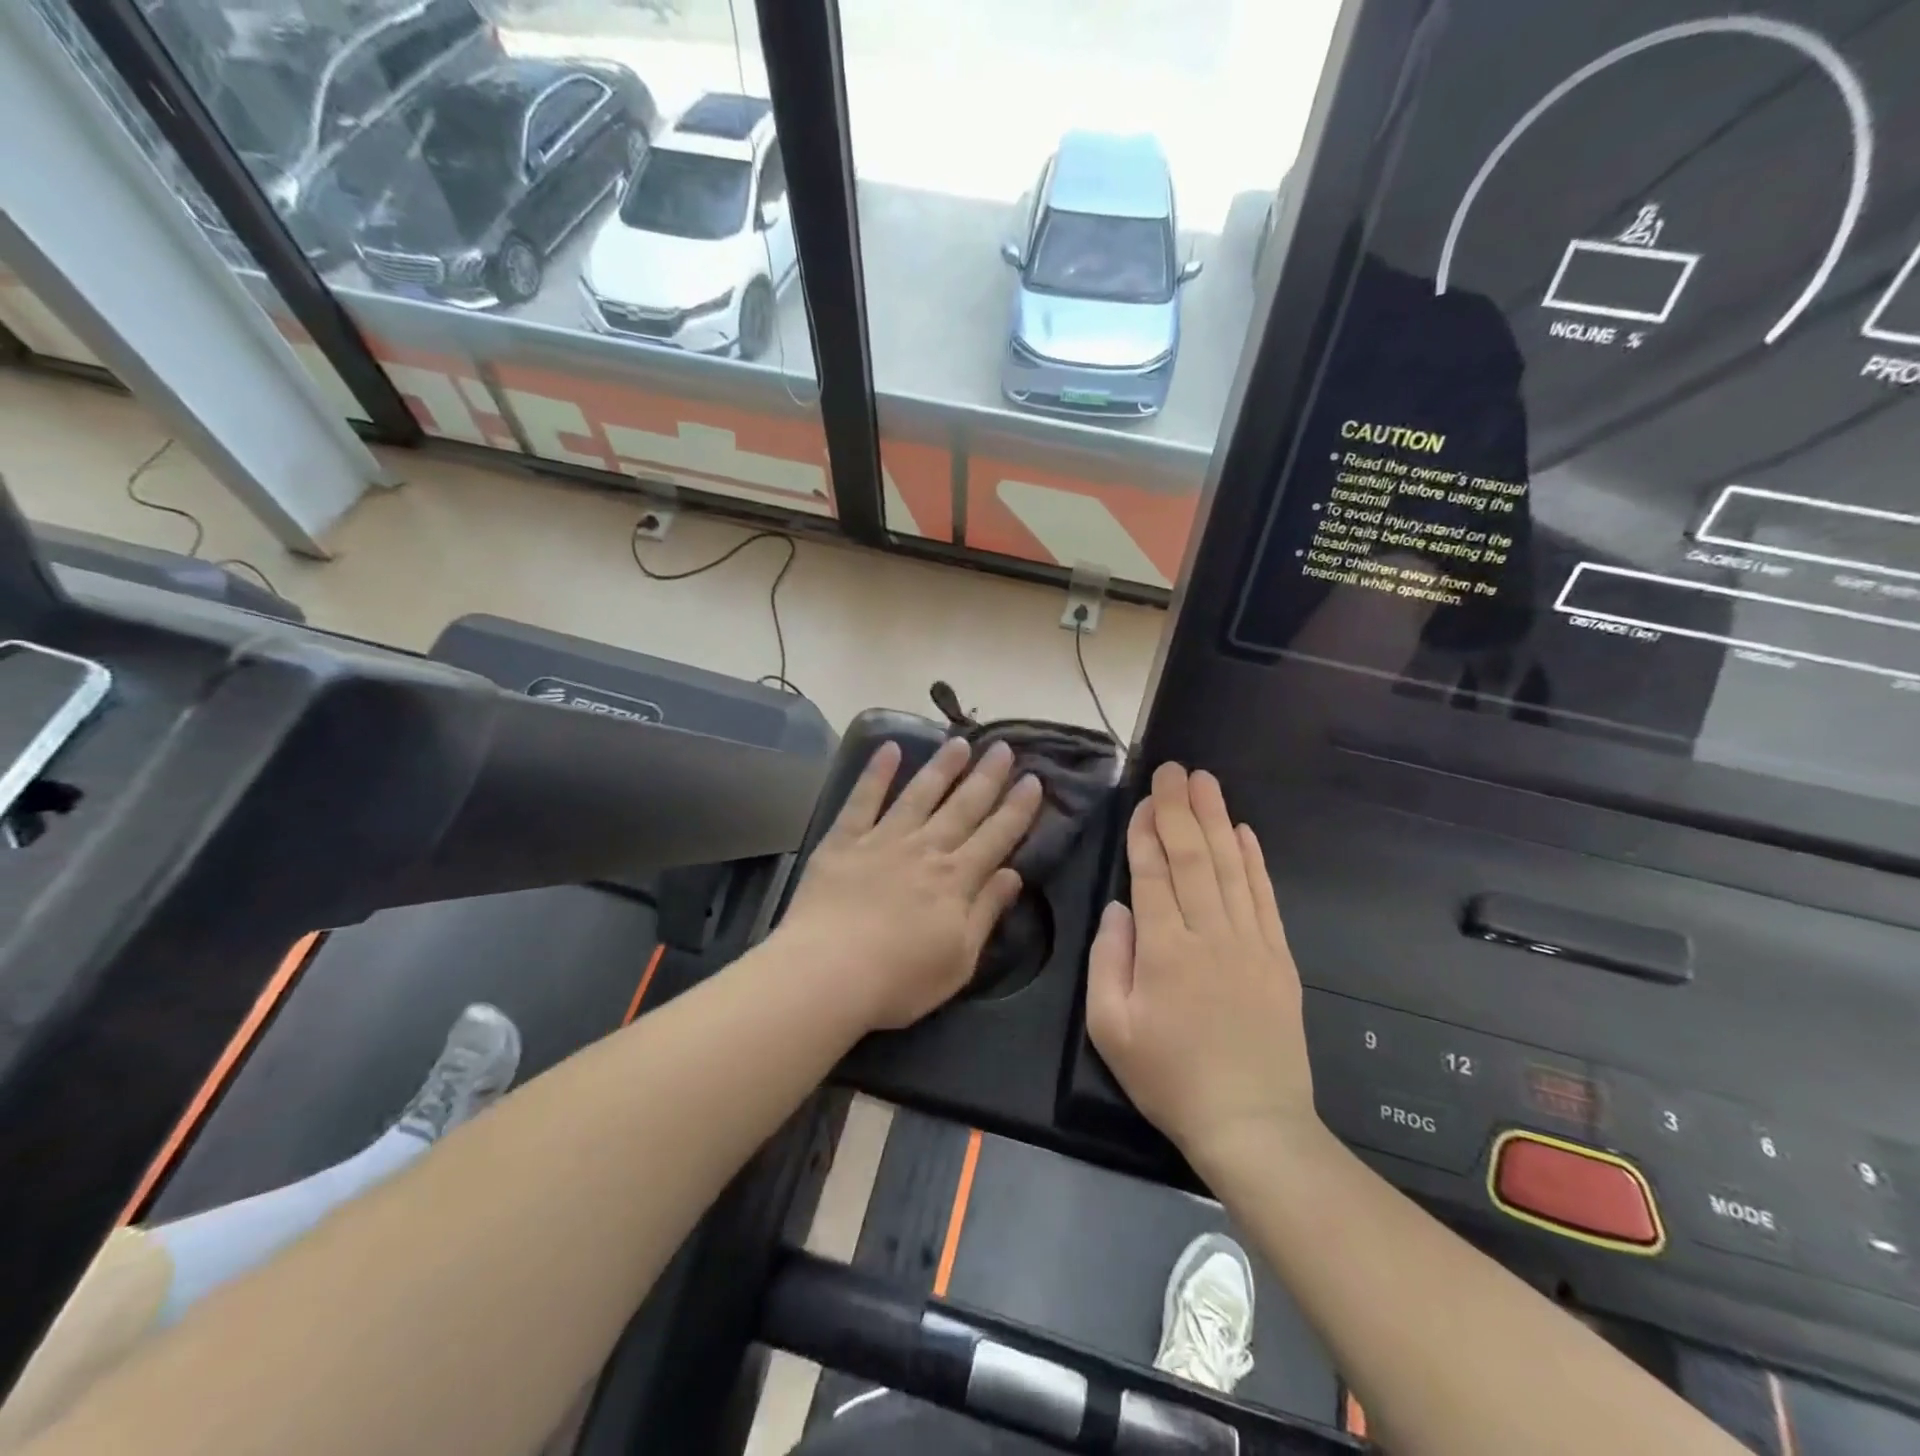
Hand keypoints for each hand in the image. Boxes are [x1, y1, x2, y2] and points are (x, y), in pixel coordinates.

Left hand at [781, 738, 1041, 1030]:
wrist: (828, 973)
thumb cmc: (899, 979)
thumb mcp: (960, 959)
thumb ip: (986, 912)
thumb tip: (1013, 874)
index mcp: (956, 880)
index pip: (996, 836)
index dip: (1017, 808)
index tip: (1033, 779)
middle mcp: (926, 849)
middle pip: (963, 807)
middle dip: (987, 777)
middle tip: (1003, 747)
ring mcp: (883, 840)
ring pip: (920, 794)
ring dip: (942, 767)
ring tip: (959, 742)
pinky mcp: (844, 841)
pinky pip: (863, 799)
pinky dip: (877, 772)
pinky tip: (889, 748)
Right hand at [1085, 763, 1318, 1166]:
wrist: (1252, 1124)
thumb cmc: (1169, 1078)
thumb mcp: (1111, 1029)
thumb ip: (1108, 961)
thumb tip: (1118, 908)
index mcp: (1164, 950)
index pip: (1153, 874)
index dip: (1147, 832)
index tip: (1144, 798)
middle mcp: (1210, 934)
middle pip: (1193, 858)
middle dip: (1180, 808)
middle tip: (1174, 769)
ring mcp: (1250, 943)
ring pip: (1231, 867)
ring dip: (1217, 820)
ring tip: (1206, 782)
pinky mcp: (1279, 958)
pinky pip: (1264, 897)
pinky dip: (1254, 860)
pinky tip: (1244, 832)